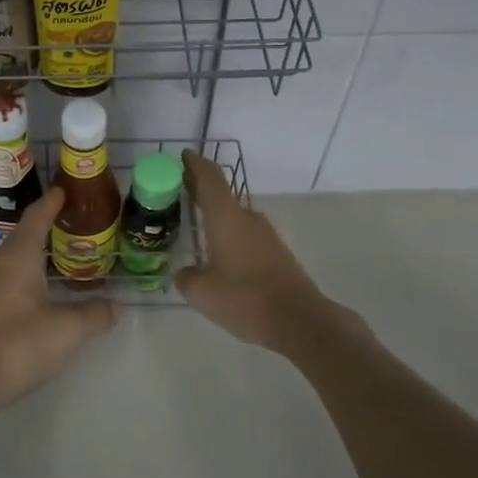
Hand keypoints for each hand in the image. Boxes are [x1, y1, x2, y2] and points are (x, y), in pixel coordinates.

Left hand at [0, 184, 118, 415]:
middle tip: (72, 224)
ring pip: (14, 261)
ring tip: (60, 258)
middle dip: (46, 227)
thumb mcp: (66, 332)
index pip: (36, 218)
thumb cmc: (16, 346)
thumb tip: (118, 304)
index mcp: (18, 258)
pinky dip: (26, 278)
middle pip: (24, 237)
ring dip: (36, 256)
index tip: (64, 189)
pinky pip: (7, 282)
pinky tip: (39, 295)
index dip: (51, 203)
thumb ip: (94, 315)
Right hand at [175, 149, 335, 352]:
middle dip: (199, 188)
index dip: (195, 164)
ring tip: (194, 223)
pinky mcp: (275, 251)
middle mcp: (247, 218)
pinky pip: (244, 234)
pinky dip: (228, 233)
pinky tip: (218, 252)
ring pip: (233, 216)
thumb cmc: (245, 299)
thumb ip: (186, 277)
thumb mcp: (201, 292)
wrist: (300, 320)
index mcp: (226, 218)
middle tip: (177, 188)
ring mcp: (265, 234)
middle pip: (221, 194)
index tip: (182, 156)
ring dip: (214, 214)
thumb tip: (186, 271)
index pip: (209, 178)